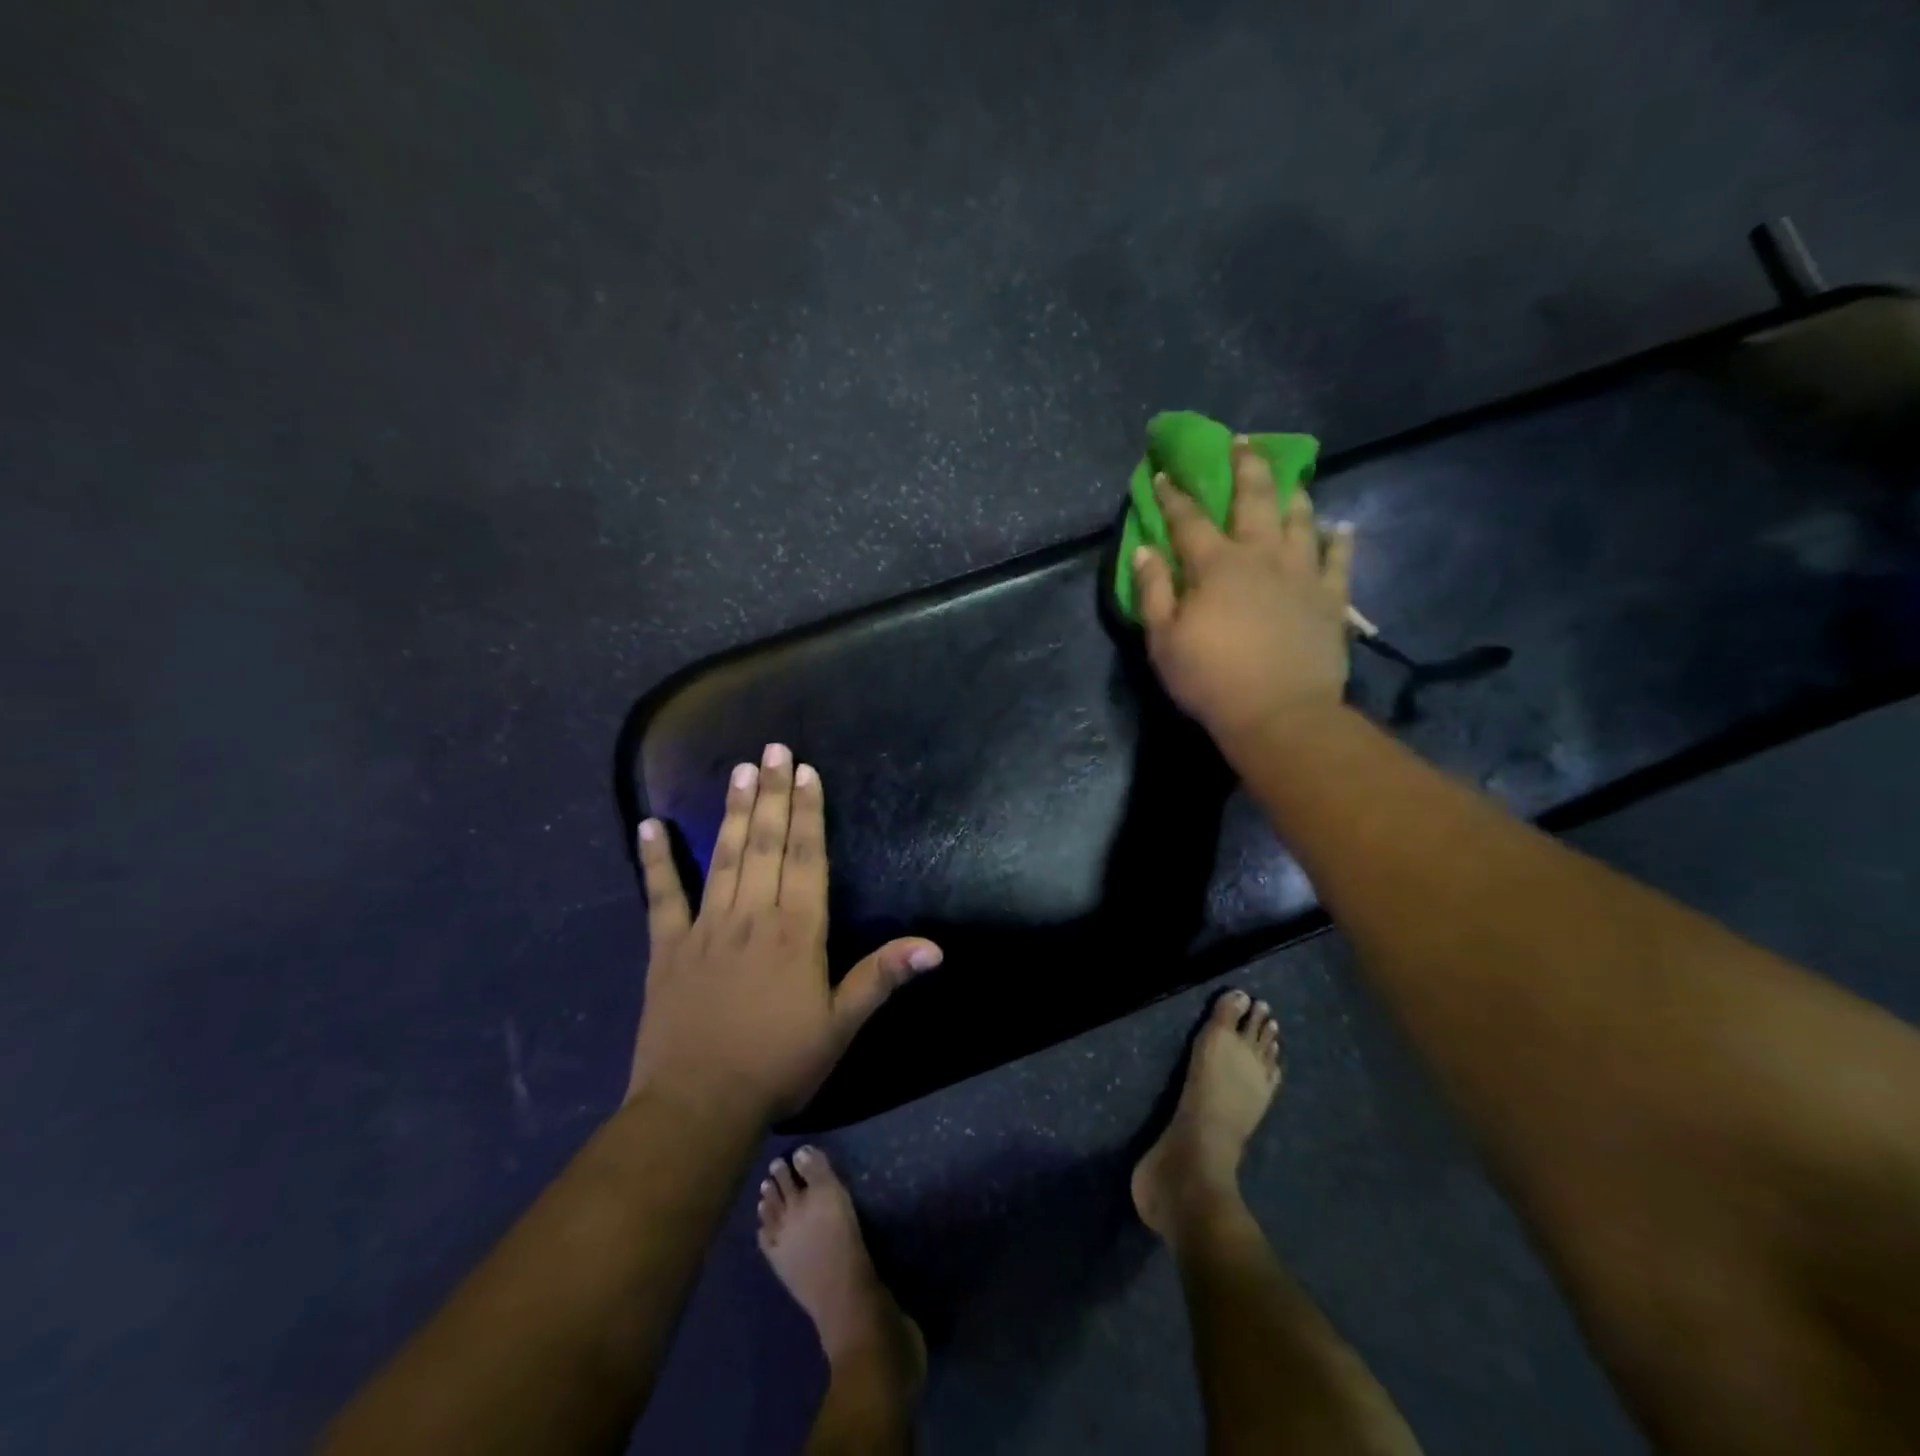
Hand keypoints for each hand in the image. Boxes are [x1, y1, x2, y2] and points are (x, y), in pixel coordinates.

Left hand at [630, 744, 941, 1119]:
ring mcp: (706, 927)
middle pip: (767, 843)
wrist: (699, 1107)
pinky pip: (661, 895)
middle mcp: (752, 915)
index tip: (807, 772)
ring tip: (740, 771)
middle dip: (774, 793)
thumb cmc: (779, 1064)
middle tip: (774, 749)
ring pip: (724, 856)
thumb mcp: (841, 1026)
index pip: (807, 858)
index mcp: (796, 931)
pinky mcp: (667, 947)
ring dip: (734, 811)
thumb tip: (935, 947)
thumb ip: (882, 977)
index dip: (809, 812)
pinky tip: (648, 825)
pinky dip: (655, 860)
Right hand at [1132, 439, 1355, 745]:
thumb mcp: (1163, 641)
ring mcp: (1302, 574)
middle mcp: (1261, 556)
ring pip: (1300, 521)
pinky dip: (1340, 542)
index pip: (1189, 520)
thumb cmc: (1211, 679)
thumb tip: (1144, 551)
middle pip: (1254, 500)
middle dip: (1245, 467)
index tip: (1166, 474)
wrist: (1279, 713)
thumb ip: (1153, 592)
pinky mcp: (1331, 598)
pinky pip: (1339, 561)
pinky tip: (1341, 528)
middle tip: (1243, 441)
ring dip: (1293, 496)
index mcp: (1216, 565)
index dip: (1175, 496)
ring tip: (1291, 480)